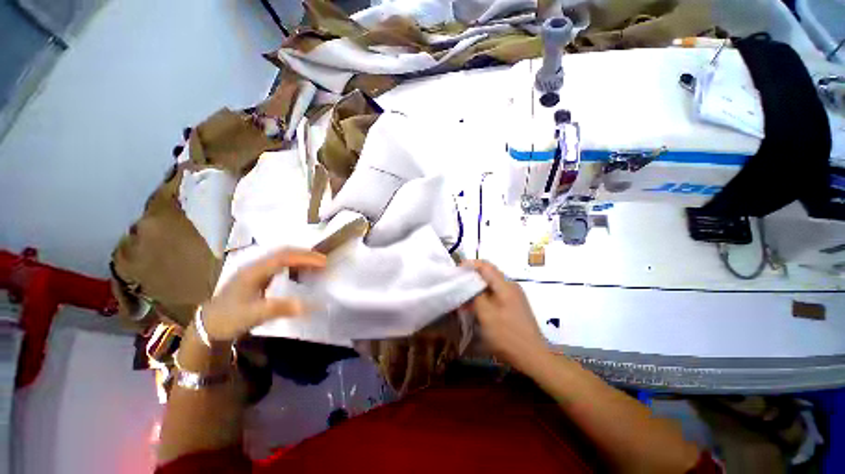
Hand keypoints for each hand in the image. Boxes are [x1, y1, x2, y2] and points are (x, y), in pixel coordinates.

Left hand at [201, 249, 326, 342]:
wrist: (207, 325)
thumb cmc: (229, 318)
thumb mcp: (253, 315)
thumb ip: (278, 308)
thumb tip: (304, 305)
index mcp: (254, 271)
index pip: (284, 257)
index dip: (305, 257)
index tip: (323, 262)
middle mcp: (255, 265)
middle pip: (284, 252)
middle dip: (305, 254)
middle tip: (323, 261)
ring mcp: (255, 269)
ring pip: (281, 256)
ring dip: (300, 257)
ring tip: (316, 264)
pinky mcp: (256, 275)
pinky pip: (279, 263)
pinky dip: (293, 263)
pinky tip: (299, 270)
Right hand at [462, 260, 546, 370]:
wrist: (532, 356)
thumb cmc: (507, 335)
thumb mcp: (486, 314)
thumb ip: (476, 296)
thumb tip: (469, 285)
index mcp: (505, 285)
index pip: (486, 266)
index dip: (470, 264)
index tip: (457, 270)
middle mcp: (511, 286)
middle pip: (489, 274)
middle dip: (473, 276)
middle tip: (458, 283)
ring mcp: (515, 296)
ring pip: (492, 284)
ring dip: (478, 287)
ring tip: (465, 295)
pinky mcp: (515, 305)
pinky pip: (497, 294)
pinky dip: (485, 295)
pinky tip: (477, 305)